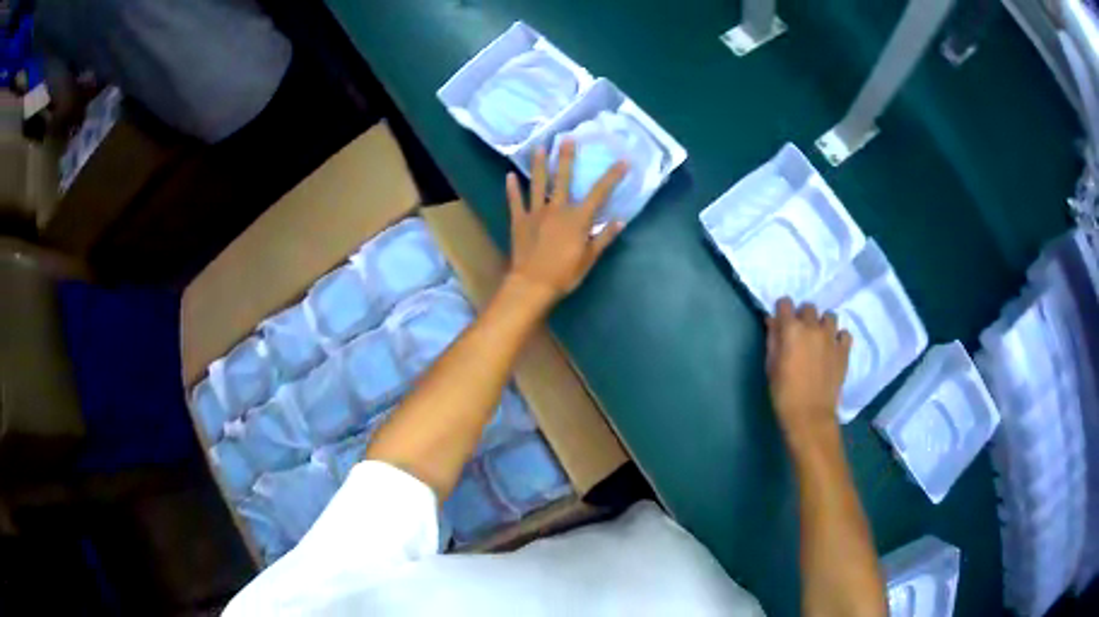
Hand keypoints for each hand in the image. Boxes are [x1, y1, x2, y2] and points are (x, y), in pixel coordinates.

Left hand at [505, 140, 626, 306]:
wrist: (532, 285)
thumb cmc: (564, 274)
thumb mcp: (589, 259)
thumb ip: (604, 238)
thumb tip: (620, 221)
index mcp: (578, 218)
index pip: (599, 193)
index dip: (613, 176)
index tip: (623, 161)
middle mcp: (557, 209)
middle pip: (563, 178)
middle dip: (566, 157)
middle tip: (566, 138)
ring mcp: (536, 213)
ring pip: (538, 184)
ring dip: (539, 164)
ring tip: (539, 147)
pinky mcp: (519, 221)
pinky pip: (515, 201)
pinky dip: (512, 189)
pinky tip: (509, 176)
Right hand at [766, 297, 851, 446]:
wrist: (810, 416)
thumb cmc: (784, 393)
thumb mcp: (771, 366)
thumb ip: (773, 340)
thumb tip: (773, 322)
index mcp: (791, 329)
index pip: (785, 303)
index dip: (782, 311)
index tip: (780, 322)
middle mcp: (813, 327)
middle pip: (808, 307)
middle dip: (802, 316)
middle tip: (800, 334)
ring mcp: (831, 337)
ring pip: (829, 316)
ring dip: (822, 324)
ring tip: (819, 338)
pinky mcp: (844, 350)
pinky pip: (844, 334)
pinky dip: (838, 337)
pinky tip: (833, 348)